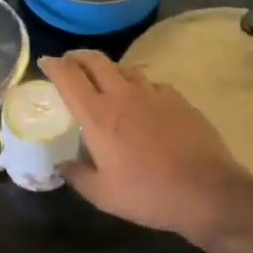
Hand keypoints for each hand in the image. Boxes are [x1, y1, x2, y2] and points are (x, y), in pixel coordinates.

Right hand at [38, 51, 252, 243]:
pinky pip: (151, 83)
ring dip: (109, 69)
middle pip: (96, 61)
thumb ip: (77, 176)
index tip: (45, 62)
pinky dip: (139, 85)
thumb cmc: (148, 194)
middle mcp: (123, 95)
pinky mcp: (178, 99)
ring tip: (105, 80)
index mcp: (98, 116)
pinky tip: (143, 100)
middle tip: (70, 62)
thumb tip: (62, 164)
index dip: (54, 65)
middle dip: (78, 56)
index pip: (69, 77)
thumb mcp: (103, 195)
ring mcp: (153, 93)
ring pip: (125, 68)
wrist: (207, 191)